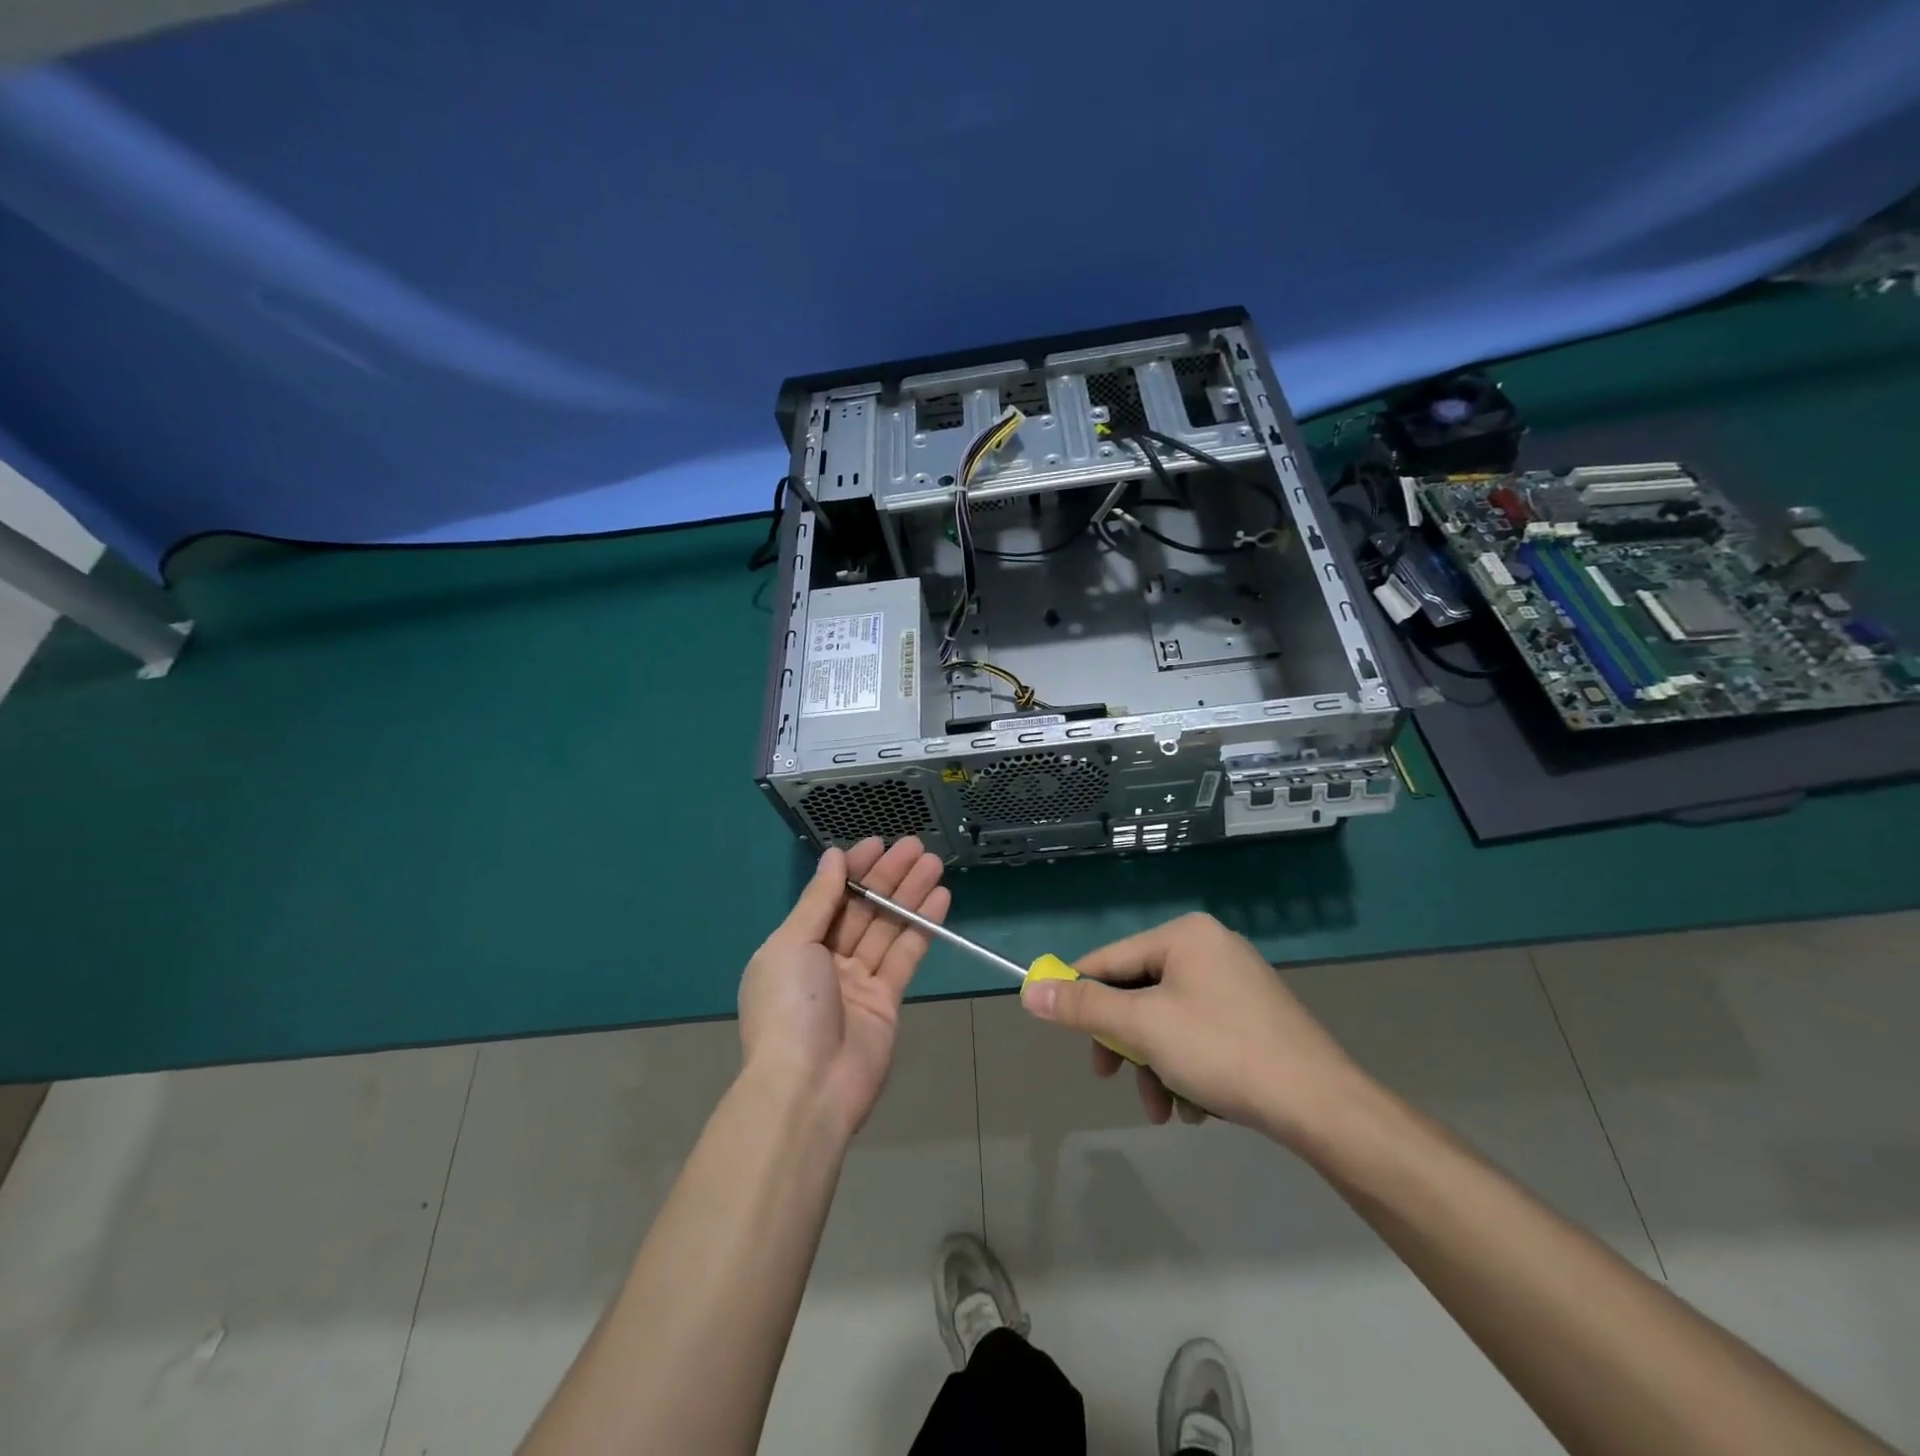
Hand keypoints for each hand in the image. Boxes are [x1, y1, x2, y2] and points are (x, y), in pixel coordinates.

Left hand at [738, 836, 948, 1139]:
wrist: (808, 1089)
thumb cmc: (790, 1008)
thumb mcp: (792, 945)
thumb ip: (818, 900)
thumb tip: (833, 857)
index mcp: (794, 946)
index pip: (829, 896)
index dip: (854, 869)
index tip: (879, 843)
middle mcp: (825, 959)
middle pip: (862, 909)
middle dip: (888, 876)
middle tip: (918, 847)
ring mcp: (857, 981)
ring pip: (887, 928)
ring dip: (910, 894)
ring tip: (934, 863)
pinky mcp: (886, 1001)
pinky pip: (905, 955)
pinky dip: (922, 927)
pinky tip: (939, 899)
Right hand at [1019, 912, 1368, 1147]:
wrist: (1321, 1106)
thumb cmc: (1223, 1052)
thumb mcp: (1143, 1027)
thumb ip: (1083, 1006)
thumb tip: (1029, 990)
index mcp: (1184, 935)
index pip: (1110, 959)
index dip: (1080, 994)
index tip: (1062, 1031)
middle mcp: (1210, 948)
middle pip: (1140, 992)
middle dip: (1127, 1044)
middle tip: (1112, 1079)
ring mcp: (1236, 982)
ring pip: (1168, 1021)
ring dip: (1156, 1066)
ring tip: (1165, 1110)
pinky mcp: (1254, 1016)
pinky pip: (1200, 1034)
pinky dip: (1188, 1069)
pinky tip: (1197, 1107)